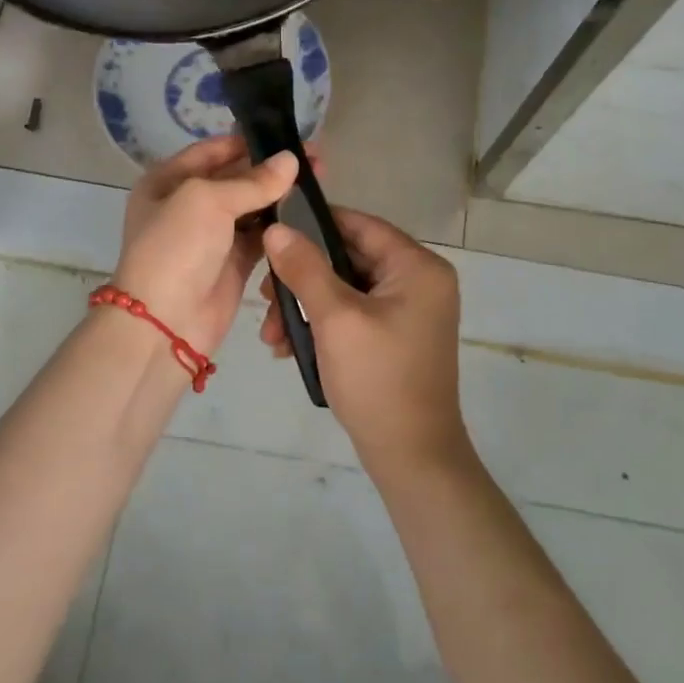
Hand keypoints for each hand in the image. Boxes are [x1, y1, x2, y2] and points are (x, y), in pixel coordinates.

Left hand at [113, 134, 298, 357]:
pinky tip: (307, 215)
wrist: (165, 323)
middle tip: (316, 160)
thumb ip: (252, 181)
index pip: (214, 150)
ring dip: (281, 196)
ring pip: (252, 207)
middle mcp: (188, 203)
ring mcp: (211, 235)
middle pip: (236, 177)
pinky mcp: (232, 262)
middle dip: (272, 169)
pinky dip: (280, 227)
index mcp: (168, 180)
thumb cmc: (176, 248)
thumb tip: (292, 160)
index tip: (290, 137)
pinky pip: (260, 236)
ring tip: (319, 185)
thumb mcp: (207, 201)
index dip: (250, 141)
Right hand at [258, 210, 469, 476]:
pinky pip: (353, 314)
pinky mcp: (395, 336)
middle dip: (302, 278)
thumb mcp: (335, 318)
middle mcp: (419, 281)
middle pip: (349, 258)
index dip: (314, 224)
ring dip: (306, 306)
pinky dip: (322, 324)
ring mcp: (409, 311)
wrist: (412, 457)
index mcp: (417, 267)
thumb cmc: (377, 379)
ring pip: (345, 289)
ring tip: (271, 335)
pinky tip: (288, 347)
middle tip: (264, 296)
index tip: (272, 232)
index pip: (360, 225)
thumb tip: (276, 229)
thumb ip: (305, 268)